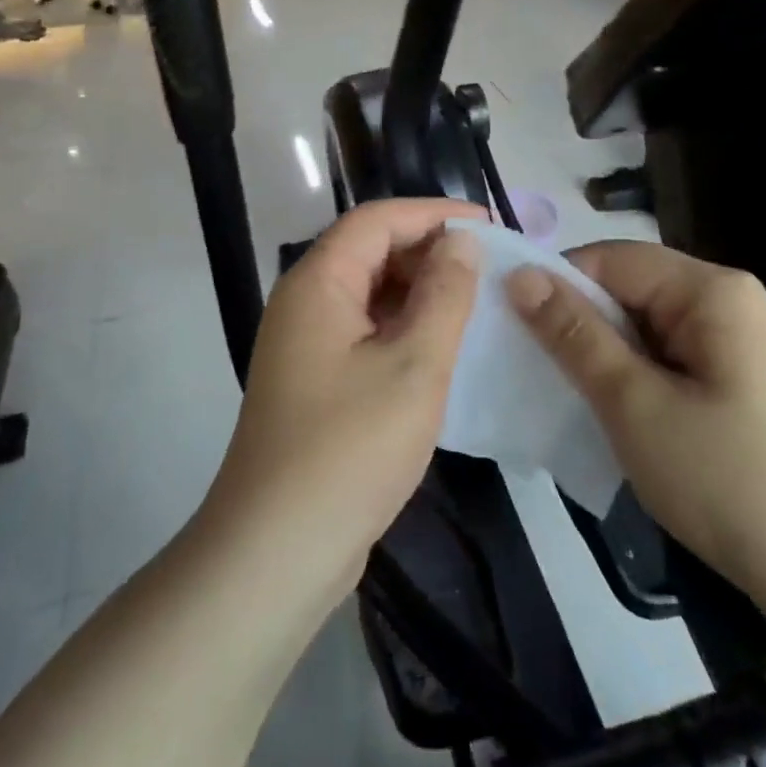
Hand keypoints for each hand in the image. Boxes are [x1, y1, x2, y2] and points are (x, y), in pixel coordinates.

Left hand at [204, 199, 484, 606]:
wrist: (276, 552)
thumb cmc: (349, 449)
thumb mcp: (414, 366)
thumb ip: (443, 295)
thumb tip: (461, 241)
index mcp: (318, 283)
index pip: (377, 220)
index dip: (433, 214)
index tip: (488, 224)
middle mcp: (305, 301)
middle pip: (370, 251)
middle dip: (429, 251)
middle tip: (488, 267)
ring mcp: (305, 343)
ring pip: (369, 293)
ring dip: (419, 291)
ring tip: (475, 302)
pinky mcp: (315, 379)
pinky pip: (365, 331)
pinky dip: (403, 327)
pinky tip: (442, 347)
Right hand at [507, 243, 765, 629]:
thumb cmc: (734, 483)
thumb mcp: (636, 405)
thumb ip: (574, 335)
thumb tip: (519, 275)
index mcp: (710, 289)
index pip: (610, 258)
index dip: (558, 285)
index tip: (512, 327)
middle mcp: (727, 303)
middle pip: (630, 291)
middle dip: (581, 326)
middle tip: (536, 372)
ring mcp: (739, 347)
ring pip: (646, 332)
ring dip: (606, 360)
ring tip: (569, 399)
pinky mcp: (742, 387)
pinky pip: (670, 363)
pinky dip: (636, 383)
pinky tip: (616, 420)